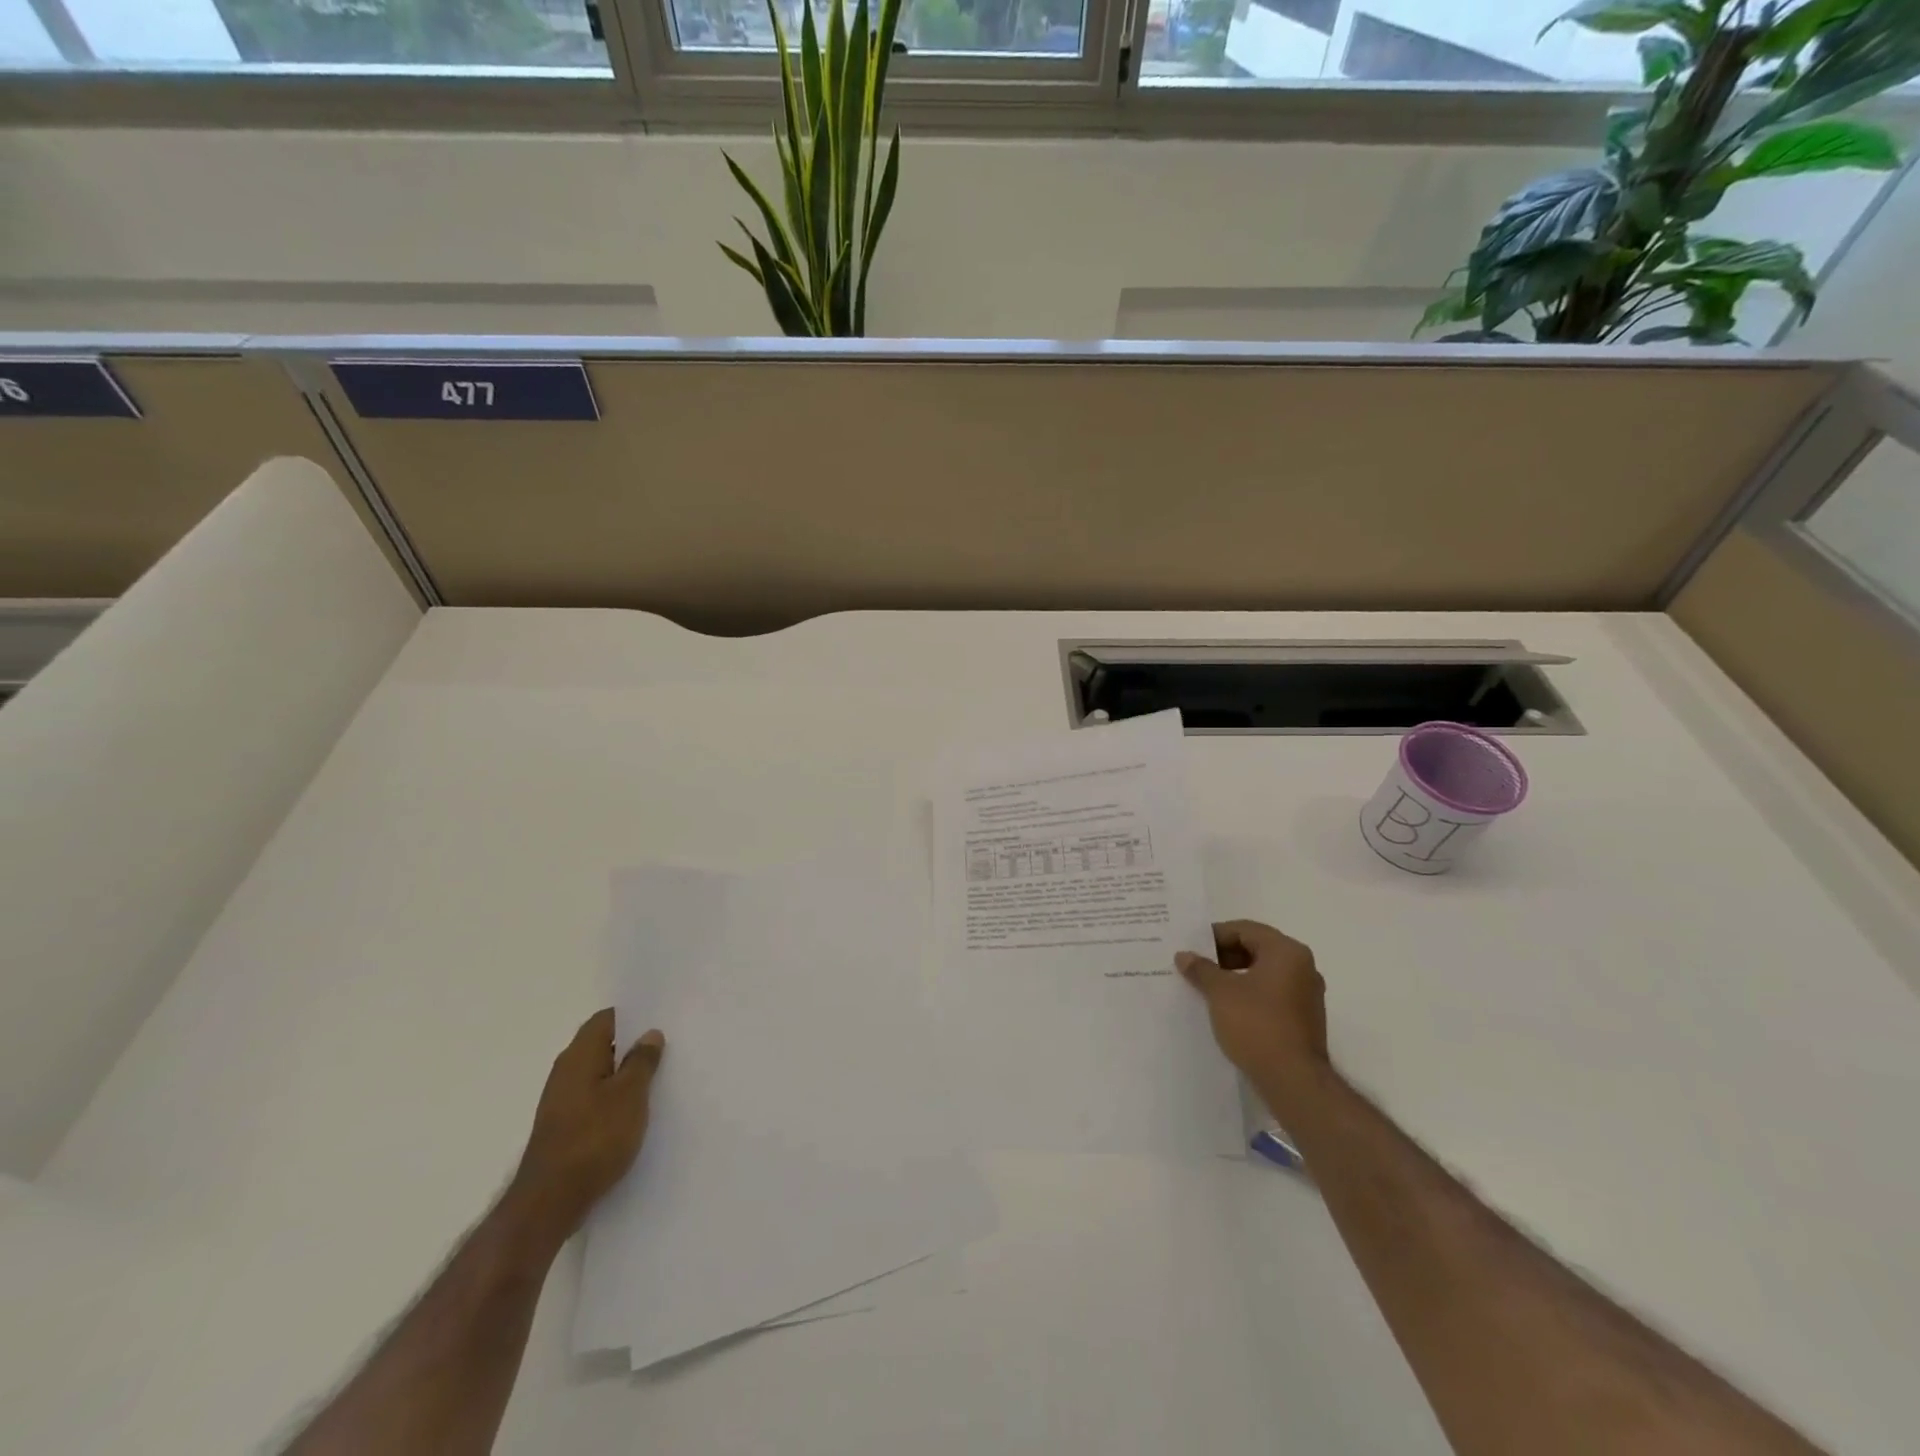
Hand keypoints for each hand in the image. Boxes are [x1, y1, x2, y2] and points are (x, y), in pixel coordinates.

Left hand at [512, 1010, 665, 1241]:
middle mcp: (566, 1071)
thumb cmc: (595, 1137)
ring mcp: (561, 1101)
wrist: (550, 1201)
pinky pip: (594, 1099)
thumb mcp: (630, 1094)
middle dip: (632, 1046)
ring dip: (624, 1075)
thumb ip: (642, 1061)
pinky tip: (635, 1112)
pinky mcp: (564, 1127)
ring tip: (657, 1080)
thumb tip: (649, 1033)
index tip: (660, 1020)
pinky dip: (614, 1098)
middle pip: (602, 1045)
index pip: (606, 1019)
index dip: (633, 1016)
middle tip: (667, 1048)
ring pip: (599, 1074)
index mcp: (579, 1055)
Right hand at [1176, 920, 1328, 1093]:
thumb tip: (1184, 955)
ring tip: (1206, 988)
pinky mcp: (1304, 1018)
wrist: (1293, 1080)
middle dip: (1223, 956)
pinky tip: (1226, 1008)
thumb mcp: (1220, 992)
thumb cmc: (1256, 1025)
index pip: (1245, 930)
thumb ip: (1201, 969)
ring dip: (1234, 976)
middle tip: (1195, 966)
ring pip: (1263, 973)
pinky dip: (1249, 994)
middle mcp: (1303, 967)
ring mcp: (1307, 994)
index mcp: (1286, 952)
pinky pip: (1271, 994)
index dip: (1214, 936)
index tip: (1191, 948)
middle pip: (1256, 948)